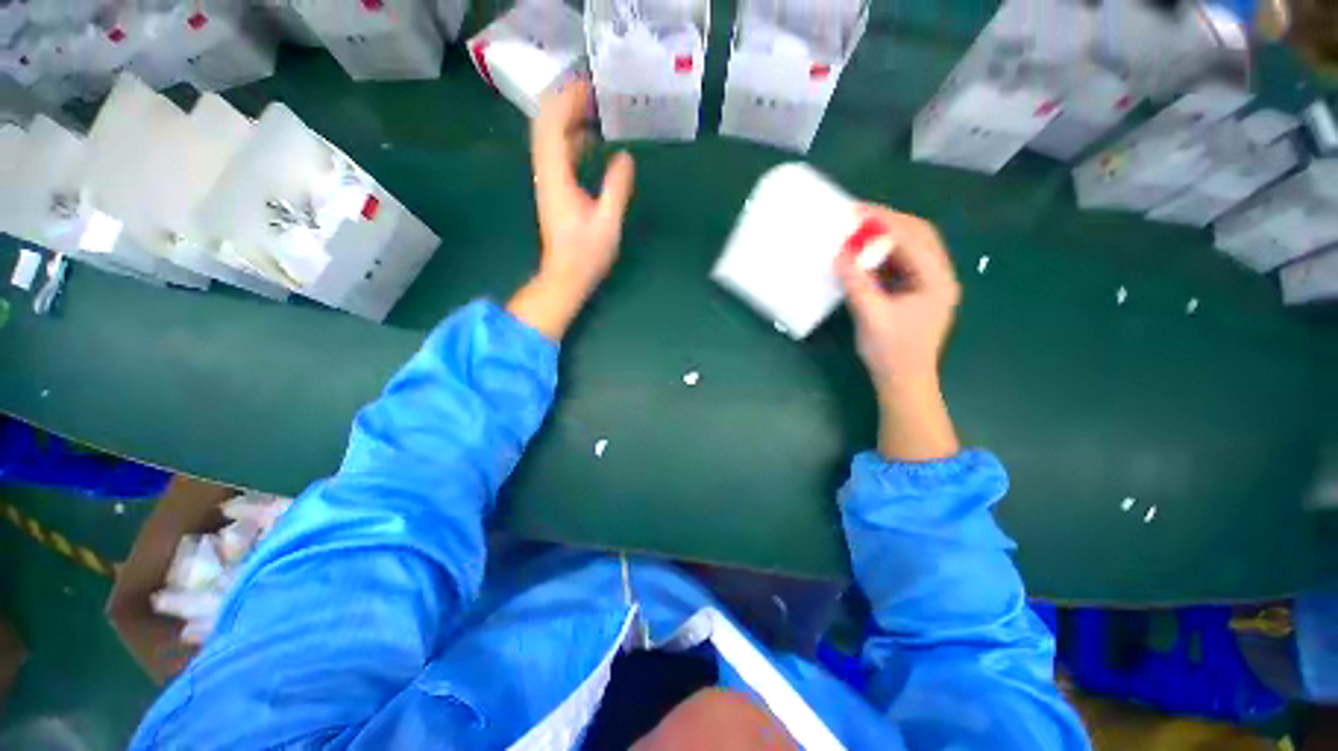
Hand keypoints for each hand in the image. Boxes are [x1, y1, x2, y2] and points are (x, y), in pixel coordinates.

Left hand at [508, 79, 634, 341]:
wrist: (565, 277)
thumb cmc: (586, 254)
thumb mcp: (608, 222)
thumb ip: (617, 188)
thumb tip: (625, 157)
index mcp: (557, 178)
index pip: (552, 126)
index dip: (567, 101)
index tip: (589, 88)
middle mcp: (546, 174)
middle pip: (545, 125)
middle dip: (566, 104)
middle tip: (594, 94)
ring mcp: (548, 182)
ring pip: (549, 139)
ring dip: (568, 120)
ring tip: (594, 110)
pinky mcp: (553, 191)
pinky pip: (557, 155)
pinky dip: (570, 140)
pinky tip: (590, 141)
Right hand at [836, 205, 960, 460]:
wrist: (902, 382)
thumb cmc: (890, 352)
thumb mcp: (871, 316)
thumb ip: (857, 283)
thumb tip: (840, 254)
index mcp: (936, 280)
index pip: (913, 239)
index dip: (885, 221)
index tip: (857, 211)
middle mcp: (938, 276)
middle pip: (918, 236)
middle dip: (888, 222)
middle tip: (857, 215)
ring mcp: (928, 284)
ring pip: (910, 248)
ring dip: (885, 237)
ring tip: (858, 230)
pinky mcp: (915, 293)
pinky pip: (900, 264)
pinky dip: (882, 255)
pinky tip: (863, 255)